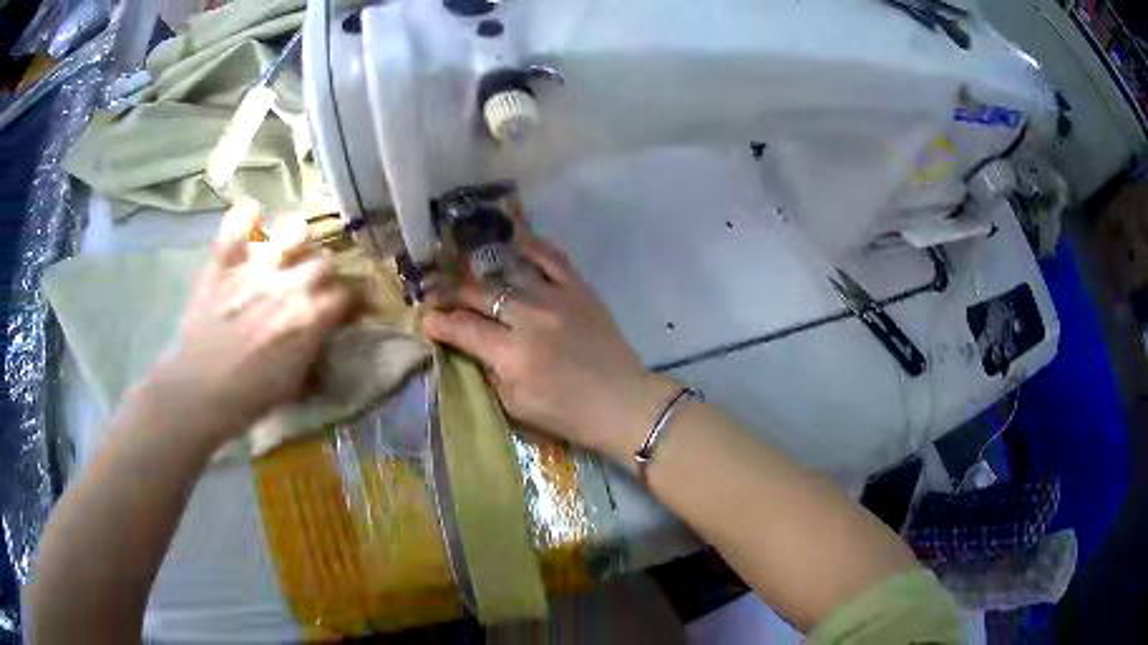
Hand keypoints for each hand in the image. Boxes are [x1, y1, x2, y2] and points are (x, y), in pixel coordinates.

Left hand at [146, 202, 353, 443]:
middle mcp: (288, 285)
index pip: (348, 295)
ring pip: (292, 231)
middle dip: (327, 275)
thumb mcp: (293, 388)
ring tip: (291, 250)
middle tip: (316, 288)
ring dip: (297, 239)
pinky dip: (245, 218)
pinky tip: (251, 218)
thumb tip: (325, 345)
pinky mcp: (223, 264)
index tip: (351, 310)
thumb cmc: (247, 400)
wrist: (197, 394)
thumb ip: (314, 358)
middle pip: (324, 262)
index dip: (354, 301)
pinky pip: (236, 225)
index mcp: (309, 318)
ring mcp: (254, 269)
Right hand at [423, 235, 678, 457]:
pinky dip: (531, 247)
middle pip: (480, 295)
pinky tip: (513, 243)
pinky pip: (552, 258)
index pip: (464, 329)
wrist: (621, 402)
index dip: (440, 322)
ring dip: (481, 269)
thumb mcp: (516, 405)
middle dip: (451, 293)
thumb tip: (470, 345)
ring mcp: (556, 299)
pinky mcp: (579, 289)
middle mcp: (530, 319)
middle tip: (435, 291)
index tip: (426, 318)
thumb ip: (489, 371)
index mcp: (512, 354)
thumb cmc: (567, 414)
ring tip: (463, 265)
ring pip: (509, 272)